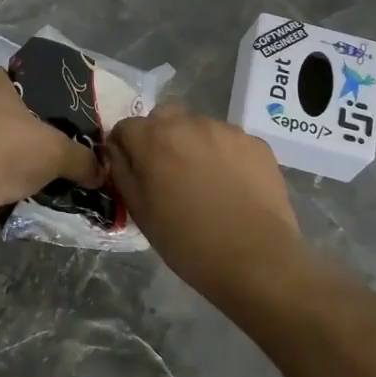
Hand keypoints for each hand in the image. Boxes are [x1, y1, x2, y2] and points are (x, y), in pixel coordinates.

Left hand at [0, 68, 103, 233]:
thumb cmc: (5, 149)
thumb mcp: (57, 150)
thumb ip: (83, 159)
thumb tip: (103, 173)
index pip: (24, 77)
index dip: (48, 89)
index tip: (72, 108)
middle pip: (20, 116)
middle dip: (44, 133)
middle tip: (77, 145)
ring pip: (11, 149)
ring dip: (31, 163)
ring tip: (67, 174)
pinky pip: (1, 176)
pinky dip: (18, 187)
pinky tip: (45, 197)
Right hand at [107, 103, 308, 297]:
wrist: (255, 259)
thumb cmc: (187, 242)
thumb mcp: (141, 212)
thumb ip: (123, 173)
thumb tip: (119, 152)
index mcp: (153, 139)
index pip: (126, 127)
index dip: (125, 147)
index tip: (133, 170)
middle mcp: (188, 123)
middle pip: (164, 117)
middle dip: (159, 137)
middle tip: (168, 171)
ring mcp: (226, 130)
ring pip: (199, 127)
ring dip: (194, 144)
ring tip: (205, 181)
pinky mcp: (256, 143)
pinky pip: (230, 141)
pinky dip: (225, 155)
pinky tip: (233, 186)